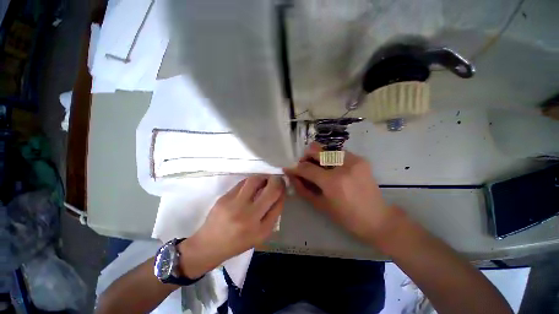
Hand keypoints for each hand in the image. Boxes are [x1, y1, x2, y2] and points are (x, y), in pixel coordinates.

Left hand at [178, 175, 284, 277]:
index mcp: (259, 229)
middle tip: (275, 181)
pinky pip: (242, 183)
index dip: (282, 190)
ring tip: (263, 182)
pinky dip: (250, 182)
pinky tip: (250, 186)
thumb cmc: (238, 242)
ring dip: (262, 178)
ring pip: (255, 180)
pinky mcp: (224, 197)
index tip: (283, 186)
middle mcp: (248, 215)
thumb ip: (272, 214)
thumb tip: (280, 194)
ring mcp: (234, 204)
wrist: (208, 245)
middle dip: (276, 181)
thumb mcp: (260, 234)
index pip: (278, 202)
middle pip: (270, 189)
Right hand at [284, 143, 396, 243]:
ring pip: (327, 150)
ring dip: (318, 157)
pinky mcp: (360, 159)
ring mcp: (354, 160)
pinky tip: (331, 169)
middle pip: (317, 151)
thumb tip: (292, 176)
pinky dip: (330, 159)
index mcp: (333, 182)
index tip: (288, 169)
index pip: (307, 168)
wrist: (377, 218)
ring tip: (318, 168)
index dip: (295, 168)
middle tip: (304, 165)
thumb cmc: (346, 217)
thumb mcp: (320, 204)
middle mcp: (344, 166)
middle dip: (306, 156)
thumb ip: (303, 188)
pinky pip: (338, 153)